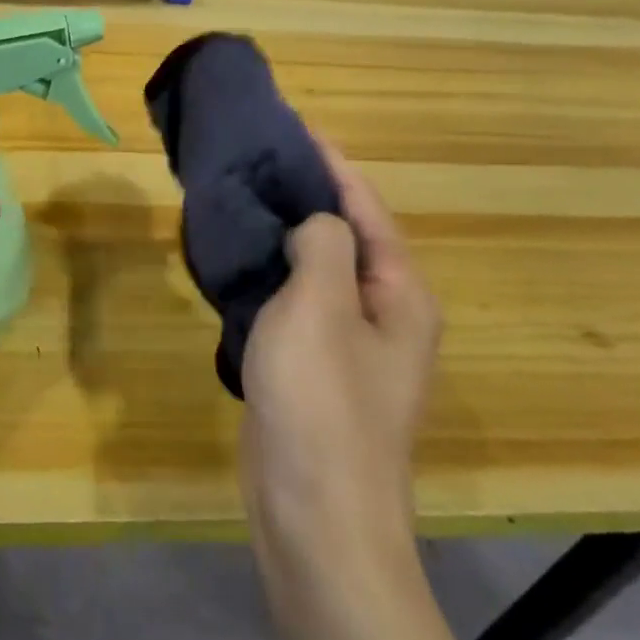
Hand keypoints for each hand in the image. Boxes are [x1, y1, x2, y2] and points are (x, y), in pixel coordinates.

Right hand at [239, 141, 440, 561]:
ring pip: (318, 268)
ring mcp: (351, 345)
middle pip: (347, 234)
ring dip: (286, 232)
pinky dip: (273, 270)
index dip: (332, 163)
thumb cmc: (322, 402)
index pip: (367, 207)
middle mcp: (386, 313)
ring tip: (244, 195)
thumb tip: (316, 225)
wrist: (315, 514)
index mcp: (400, 294)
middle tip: (258, 157)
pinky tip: (240, 256)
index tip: (294, 125)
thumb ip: (324, 247)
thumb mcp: (321, 307)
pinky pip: (298, 300)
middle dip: (307, 193)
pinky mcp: (317, 368)